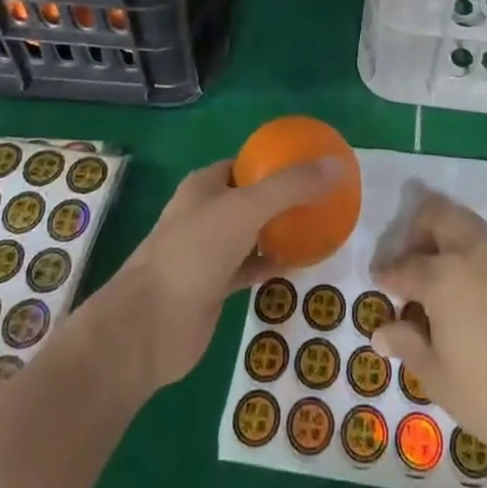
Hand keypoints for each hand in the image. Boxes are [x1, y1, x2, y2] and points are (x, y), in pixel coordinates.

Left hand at [99, 157, 348, 392]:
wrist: (149, 327)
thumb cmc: (194, 252)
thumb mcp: (246, 208)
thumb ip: (291, 187)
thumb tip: (337, 166)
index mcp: (206, 184)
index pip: (247, 163)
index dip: (277, 161)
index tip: (313, 164)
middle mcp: (206, 212)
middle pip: (252, 197)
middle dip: (284, 196)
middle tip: (323, 197)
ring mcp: (209, 251)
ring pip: (252, 233)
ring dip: (280, 231)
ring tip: (318, 226)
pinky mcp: (214, 286)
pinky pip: (251, 267)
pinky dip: (272, 264)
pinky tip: (300, 264)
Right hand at [370, 191, 486, 472]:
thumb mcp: (438, 378)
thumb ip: (408, 345)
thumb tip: (382, 330)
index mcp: (443, 277)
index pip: (404, 266)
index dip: (387, 273)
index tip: (378, 279)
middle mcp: (471, 254)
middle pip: (438, 214)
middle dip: (416, 229)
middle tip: (408, 260)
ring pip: (464, 222)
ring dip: (444, 234)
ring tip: (436, 272)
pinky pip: (485, 244)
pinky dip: (467, 250)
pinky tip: (466, 289)